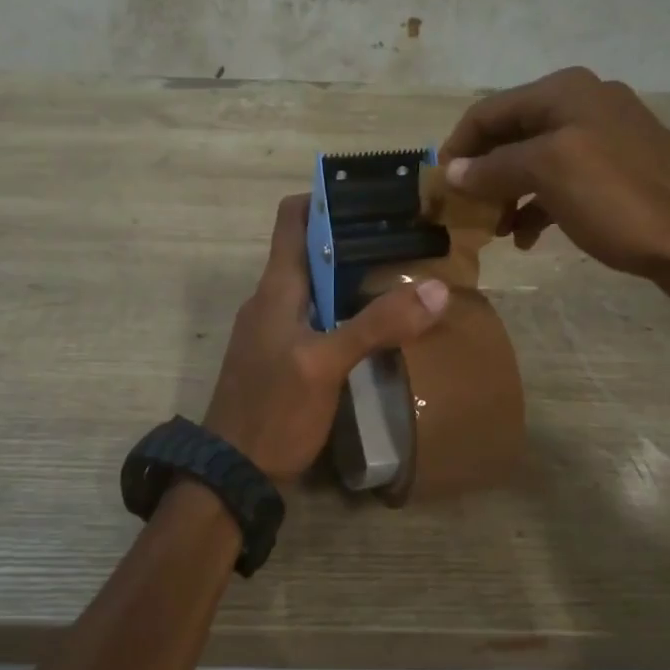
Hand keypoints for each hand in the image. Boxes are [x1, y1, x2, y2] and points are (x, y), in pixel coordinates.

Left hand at [203, 195, 449, 479]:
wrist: (232, 474)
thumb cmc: (273, 411)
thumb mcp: (326, 365)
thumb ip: (377, 326)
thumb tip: (437, 288)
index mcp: (276, 287)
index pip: (292, 218)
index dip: (326, 198)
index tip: (373, 195)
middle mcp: (272, 300)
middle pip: (311, 251)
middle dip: (355, 238)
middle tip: (407, 237)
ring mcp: (275, 330)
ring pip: (317, 287)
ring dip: (353, 277)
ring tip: (403, 275)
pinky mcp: (283, 358)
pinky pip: (317, 318)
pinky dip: (346, 310)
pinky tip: (377, 325)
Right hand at [440, 67, 669, 310]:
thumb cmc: (621, 200)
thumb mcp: (549, 174)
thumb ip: (494, 167)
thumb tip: (452, 171)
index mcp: (565, 92)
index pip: (488, 111)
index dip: (457, 147)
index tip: (438, 187)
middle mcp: (583, 104)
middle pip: (510, 134)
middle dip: (481, 173)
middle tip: (463, 213)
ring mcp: (604, 138)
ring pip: (533, 161)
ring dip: (506, 193)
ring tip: (494, 231)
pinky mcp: (618, 171)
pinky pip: (561, 181)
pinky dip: (537, 205)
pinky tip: (528, 237)